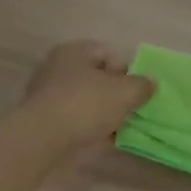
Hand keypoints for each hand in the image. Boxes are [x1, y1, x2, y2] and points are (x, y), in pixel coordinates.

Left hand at [19, 41, 154, 152]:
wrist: (42, 139)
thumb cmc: (86, 105)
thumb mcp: (125, 93)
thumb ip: (142, 85)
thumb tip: (149, 83)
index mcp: (75, 51)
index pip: (109, 54)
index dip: (127, 72)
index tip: (136, 93)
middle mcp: (57, 66)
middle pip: (96, 77)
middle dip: (114, 94)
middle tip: (128, 112)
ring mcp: (46, 93)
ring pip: (84, 99)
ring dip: (101, 112)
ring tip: (115, 129)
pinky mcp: (41, 117)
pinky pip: (71, 117)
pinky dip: (86, 125)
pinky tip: (98, 139)